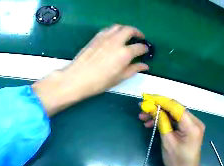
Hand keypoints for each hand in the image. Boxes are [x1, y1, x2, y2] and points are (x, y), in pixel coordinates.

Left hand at [33, 24, 148, 115]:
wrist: (77, 78)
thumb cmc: (100, 82)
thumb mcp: (120, 77)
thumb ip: (134, 69)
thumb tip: (145, 66)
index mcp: (124, 53)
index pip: (139, 47)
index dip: (145, 48)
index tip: (146, 51)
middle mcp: (116, 41)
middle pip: (129, 30)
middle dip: (137, 32)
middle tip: (140, 37)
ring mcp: (105, 37)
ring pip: (118, 26)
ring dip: (126, 29)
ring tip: (128, 35)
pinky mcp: (96, 37)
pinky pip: (108, 29)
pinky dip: (115, 30)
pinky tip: (115, 36)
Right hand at [139, 95, 206, 165]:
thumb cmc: (177, 162)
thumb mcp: (167, 142)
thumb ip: (161, 122)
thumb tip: (152, 107)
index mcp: (192, 125)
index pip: (175, 106)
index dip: (159, 100)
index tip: (145, 98)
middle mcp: (195, 121)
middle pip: (175, 107)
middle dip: (158, 106)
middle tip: (142, 108)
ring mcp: (193, 124)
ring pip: (174, 112)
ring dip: (159, 113)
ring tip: (143, 117)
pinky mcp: (189, 128)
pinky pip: (176, 119)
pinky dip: (165, 120)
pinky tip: (152, 123)